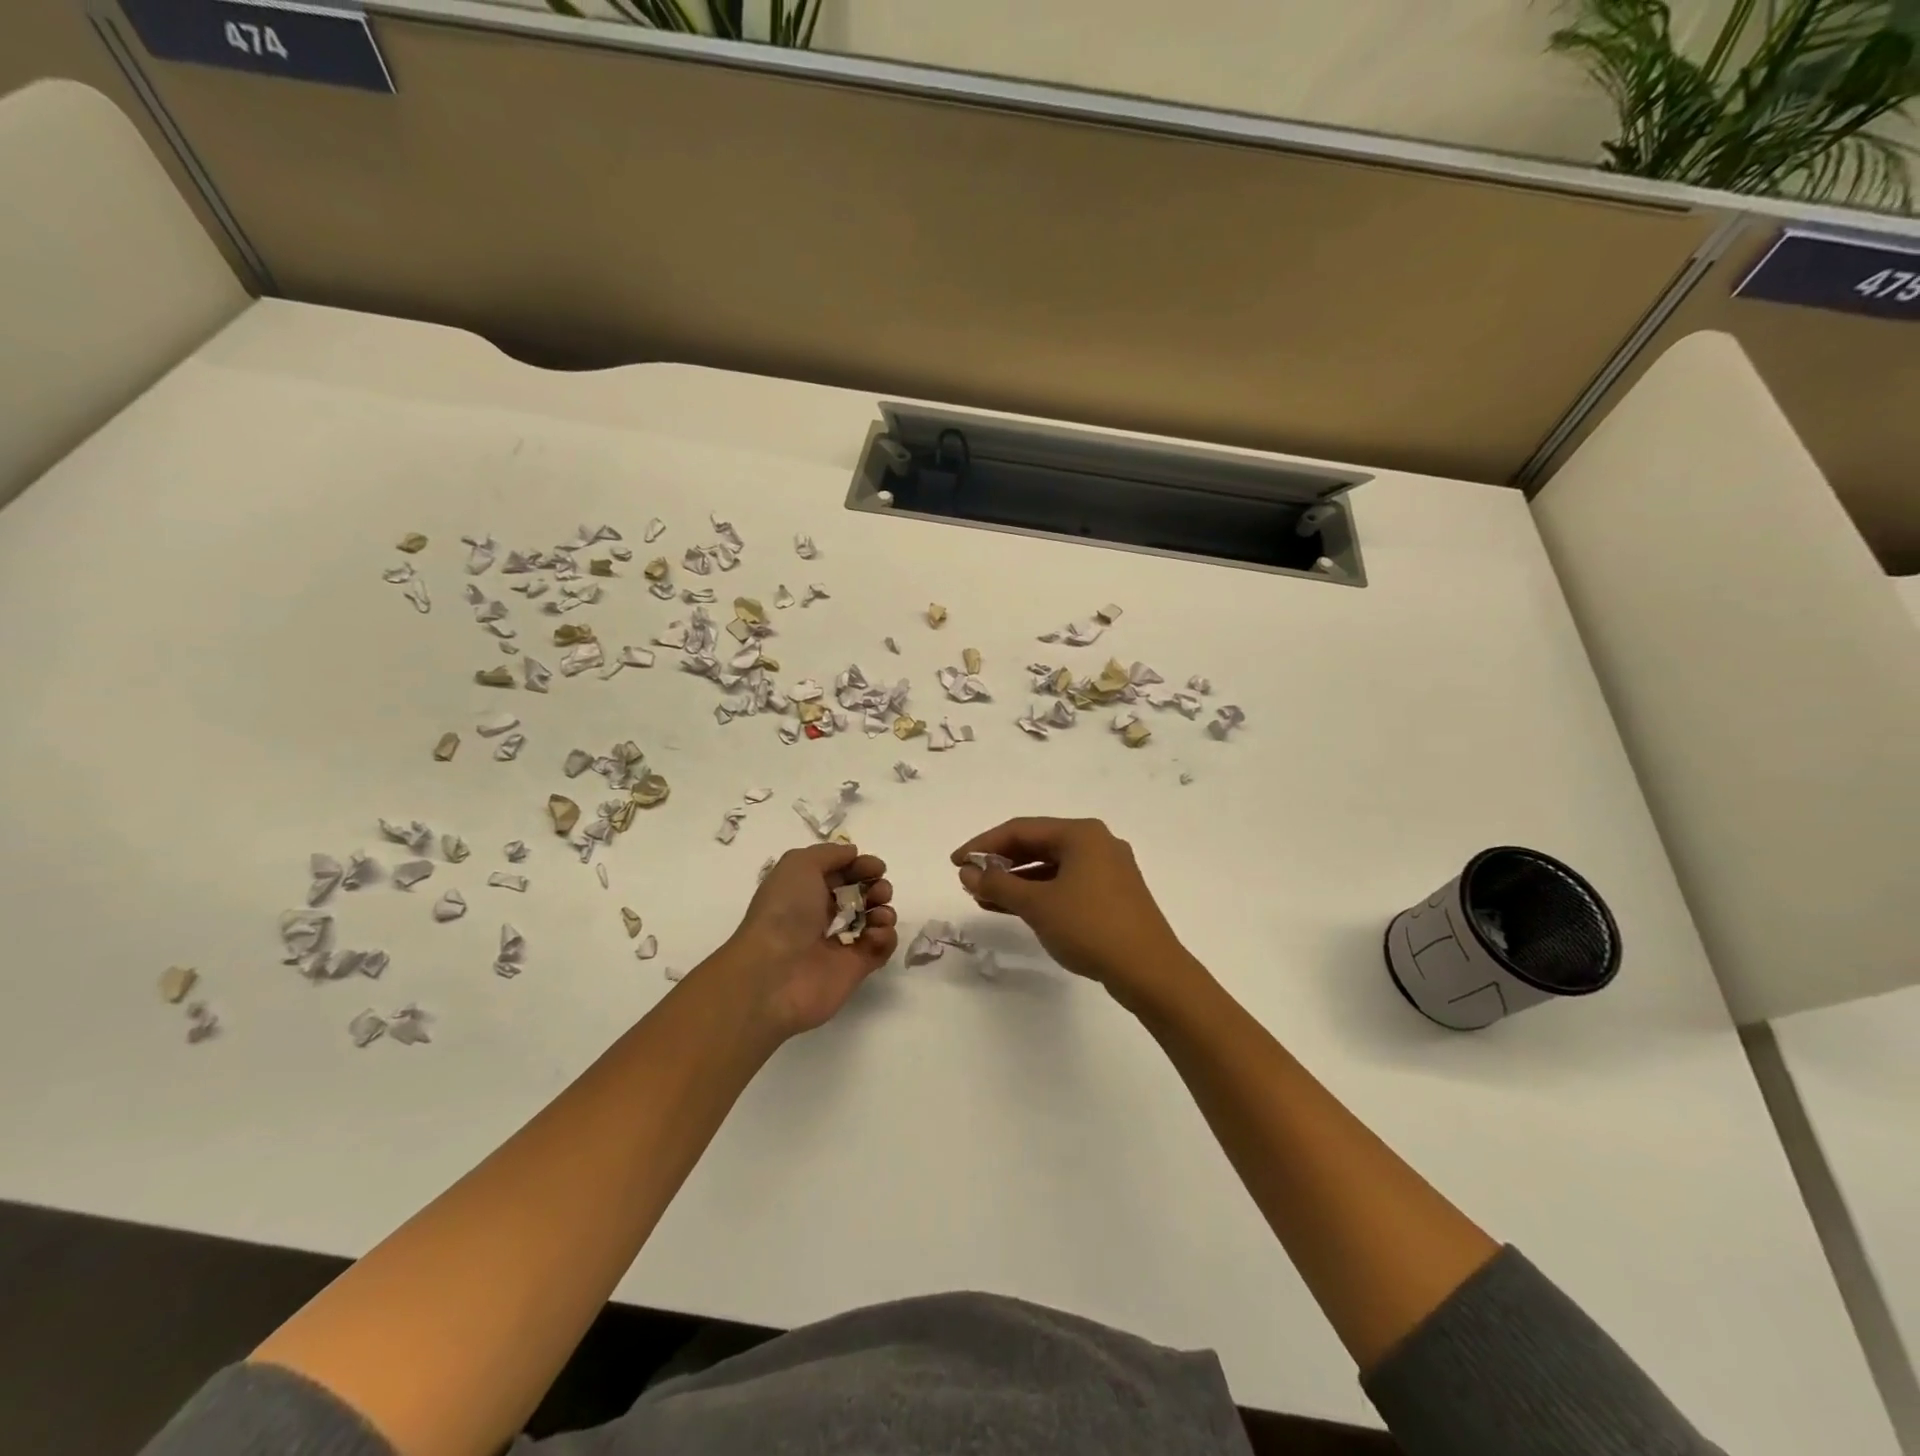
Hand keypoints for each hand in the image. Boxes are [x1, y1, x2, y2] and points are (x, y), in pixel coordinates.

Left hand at [717, 844, 897, 1039]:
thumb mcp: (799, 865)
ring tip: (879, 914)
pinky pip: (879, 949)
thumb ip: (829, 853)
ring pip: (873, 921)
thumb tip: (853, 855)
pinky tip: (875, 934)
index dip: (859, 866)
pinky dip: (885, 938)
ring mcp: (839, 944)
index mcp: (804, 891)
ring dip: (884, 911)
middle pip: (859, 896)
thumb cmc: (784, 912)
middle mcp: (820, 916)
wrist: (773, 974)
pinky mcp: (855, 969)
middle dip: (876, 887)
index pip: (840, 873)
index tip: (876, 867)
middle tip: (879, 891)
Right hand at [951, 818, 1197, 1008]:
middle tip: (969, 880)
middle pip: (1037, 844)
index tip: (956, 862)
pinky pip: (1066, 883)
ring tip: (985, 898)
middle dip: (1000, 862)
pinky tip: (1016, 908)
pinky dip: (1039, 892)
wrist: (1150, 971)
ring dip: (1017, 880)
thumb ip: (998, 884)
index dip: (983, 844)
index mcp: (1081, 833)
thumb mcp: (1038, 905)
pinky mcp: (1113, 894)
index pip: (1020, 829)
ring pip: (1052, 866)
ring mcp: (1108, 869)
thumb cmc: (1090, 927)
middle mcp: (1096, 842)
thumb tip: (968, 872)